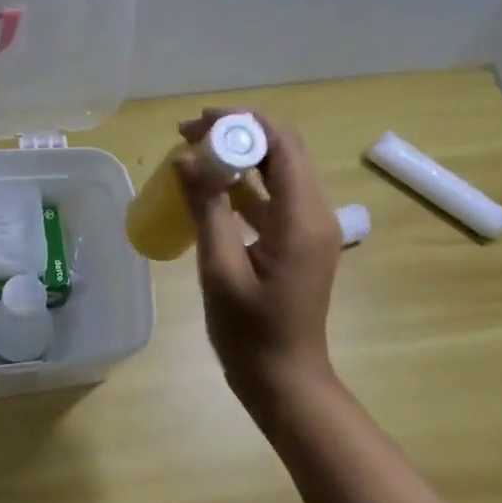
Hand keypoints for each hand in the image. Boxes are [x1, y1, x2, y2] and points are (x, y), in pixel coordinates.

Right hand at [175, 109, 342, 415]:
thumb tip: (186, 159)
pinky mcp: (298, 242)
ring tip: (193, 154)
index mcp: (302, 219)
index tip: (196, 122)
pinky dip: (244, 184)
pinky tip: (210, 188)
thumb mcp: (220, 270)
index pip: (282, 145)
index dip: (242, 122)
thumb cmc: (250, 333)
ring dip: (241, 155)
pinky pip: (274, 198)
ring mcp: (309, 229)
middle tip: (189, 134)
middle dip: (239, 132)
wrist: (284, 380)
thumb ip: (207, 210)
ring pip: (279, 171)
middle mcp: (315, 214)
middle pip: (284, 151)